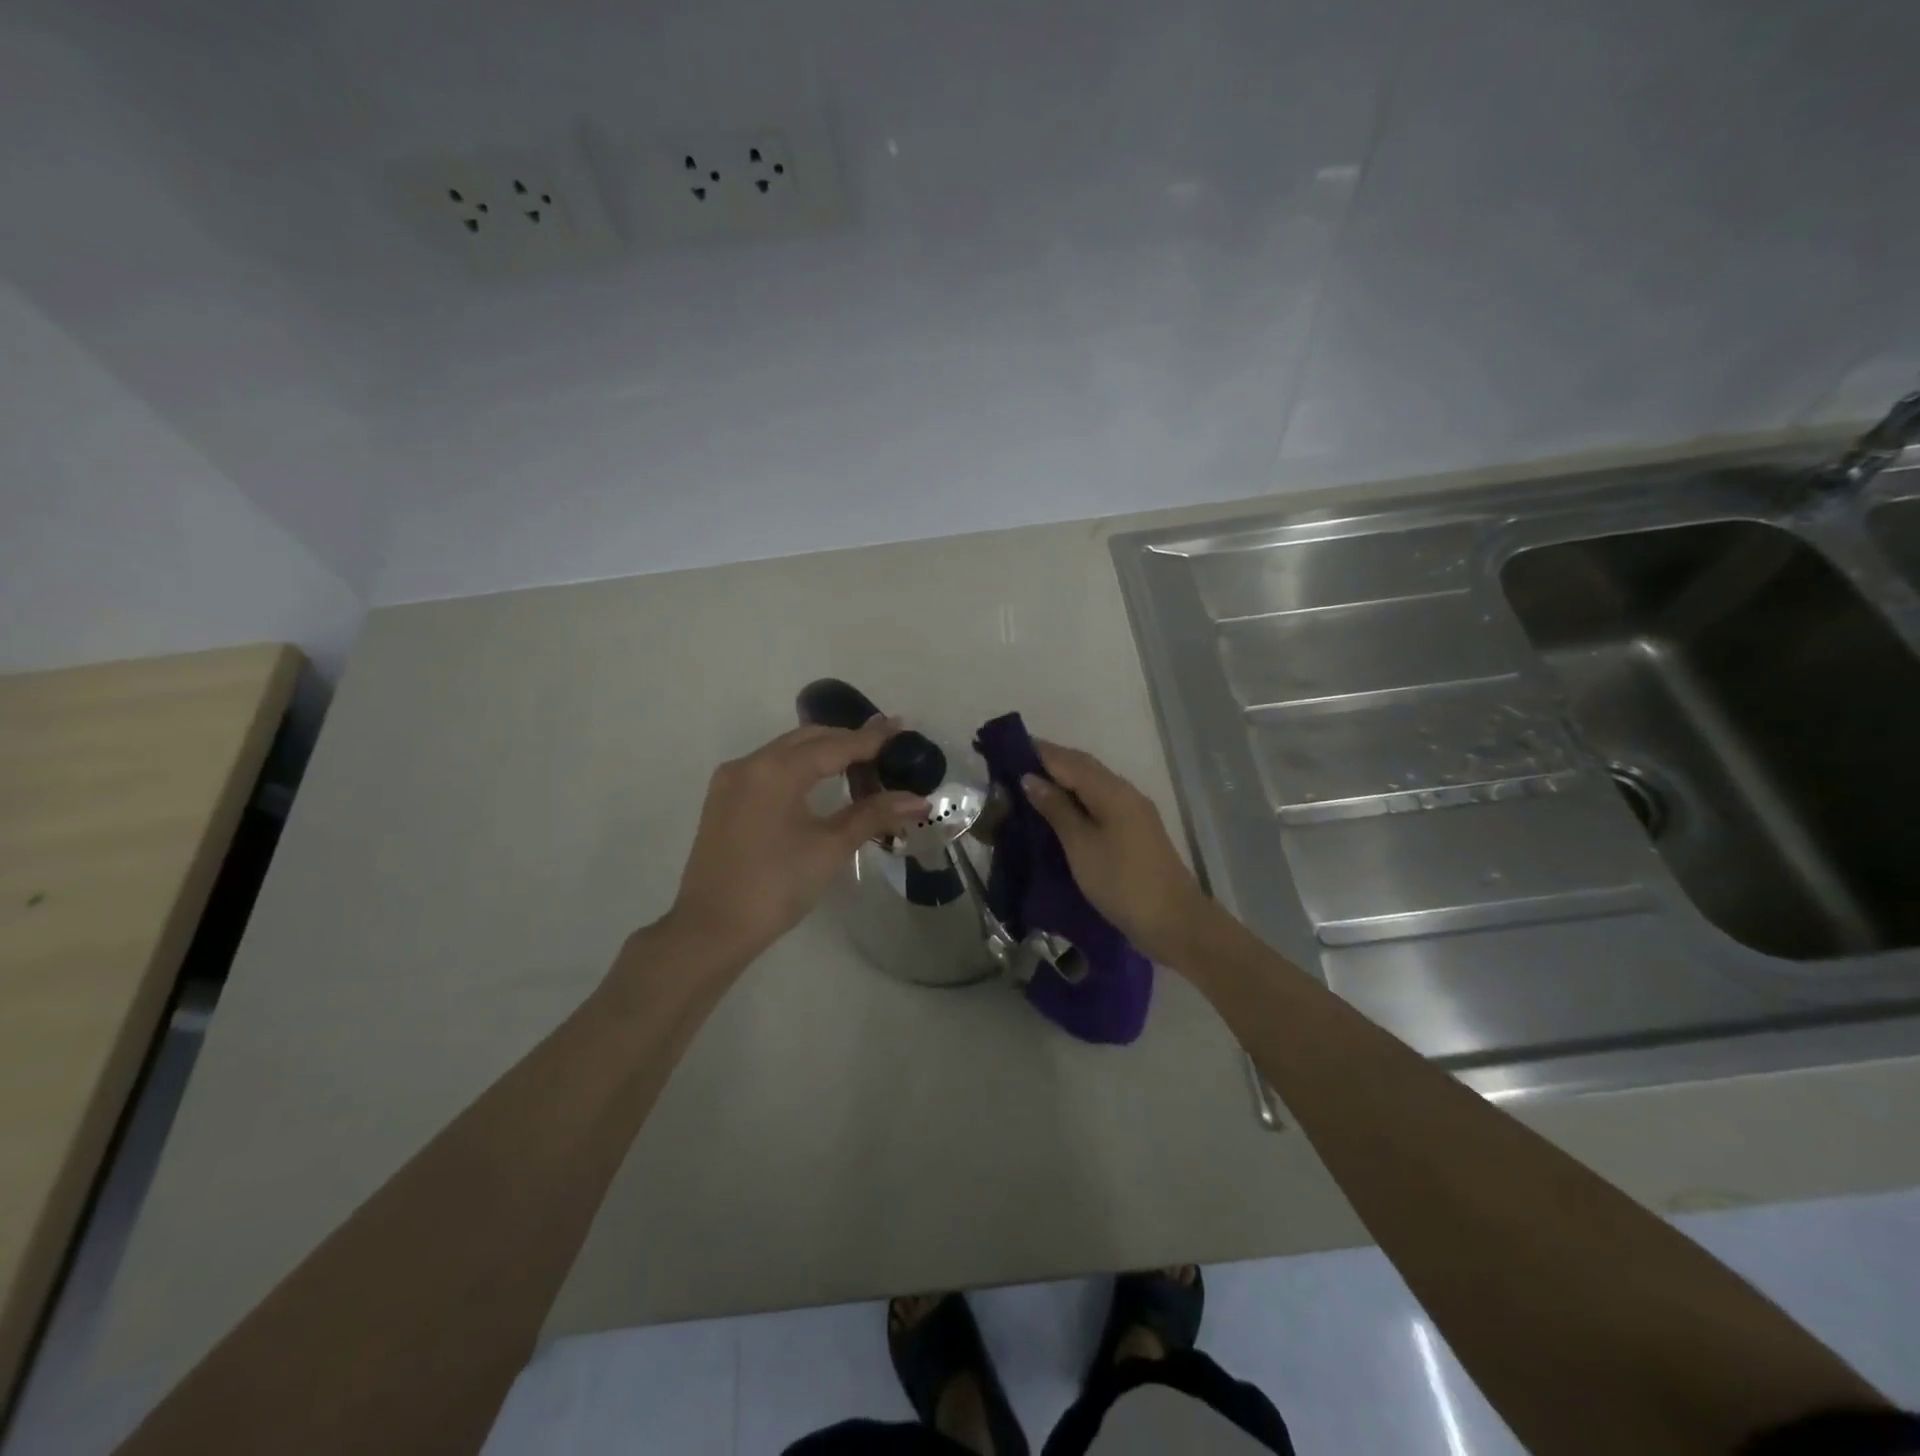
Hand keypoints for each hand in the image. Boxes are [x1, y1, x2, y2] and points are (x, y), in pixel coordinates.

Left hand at [665, 721, 926, 966]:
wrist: (711, 930)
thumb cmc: (776, 886)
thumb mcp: (830, 848)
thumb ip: (873, 815)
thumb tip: (919, 800)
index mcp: (777, 770)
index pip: (836, 745)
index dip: (872, 738)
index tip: (902, 727)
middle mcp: (750, 763)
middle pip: (809, 740)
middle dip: (847, 742)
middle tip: (885, 751)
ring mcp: (732, 781)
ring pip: (786, 752)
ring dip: (823, 754)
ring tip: (859, 767)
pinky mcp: (723, 800)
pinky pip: (769, 769)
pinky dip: (799, 768)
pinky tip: (819, 785)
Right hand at [1023, 741, 1220, 967]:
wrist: (1174, 922)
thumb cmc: (1121, 882)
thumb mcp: (1081, 846)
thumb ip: (1056, 809)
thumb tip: (1030, 778)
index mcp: (1112, 791)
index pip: (1069, 760)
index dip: (1040, 752)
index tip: (1007, 749)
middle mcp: (1125, 793)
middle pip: (1084, 768)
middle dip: (1050, 764)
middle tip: (1012, 769)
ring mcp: (1134, 812)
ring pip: (1093, 785)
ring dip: (1063, 782)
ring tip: (1029, 789)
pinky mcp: (1135, 831)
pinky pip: (1100, 803)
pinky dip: (1077, 800)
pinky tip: (1060, 813)